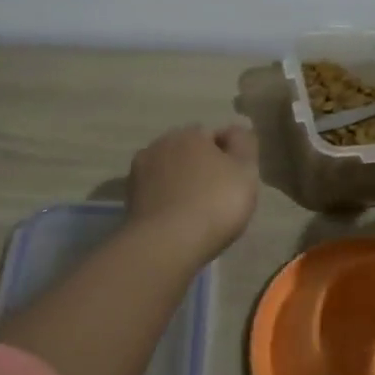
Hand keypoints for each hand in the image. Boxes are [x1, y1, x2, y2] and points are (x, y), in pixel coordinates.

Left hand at [126, 123, 260, 261]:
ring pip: (168, 171)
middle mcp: (161, 144)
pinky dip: (165, 200)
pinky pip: (155, 193)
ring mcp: (139, 171)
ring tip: (194, 211)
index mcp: (191, 134)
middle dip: (200, 166)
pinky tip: (175, 219)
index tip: (235, 181)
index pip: (214, 136)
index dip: (227, 157)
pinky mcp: (129, 198)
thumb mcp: (245, 171)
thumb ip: (244, 144)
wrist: (166, 244)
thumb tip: (233, 130)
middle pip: (188, 152)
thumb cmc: (214, 203)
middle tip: (216, 196)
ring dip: (179, 182)